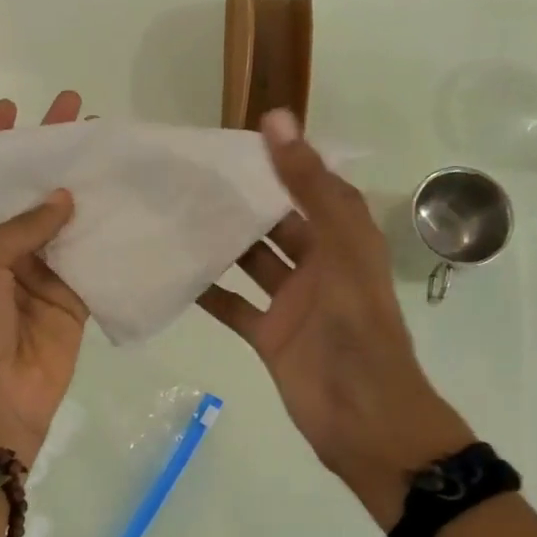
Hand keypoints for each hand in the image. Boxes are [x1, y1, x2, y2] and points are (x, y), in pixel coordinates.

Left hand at [0, 92, 87, 467]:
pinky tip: (129, 204)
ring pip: (66, 222)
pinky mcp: (73, 297)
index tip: (14, 108)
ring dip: (85, 190)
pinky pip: (92, 259)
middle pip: (31, 194)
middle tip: (79, 115)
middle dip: (51, 156)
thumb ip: (24, 227)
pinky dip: (108, 234)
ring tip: (110, 150)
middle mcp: (6, 250)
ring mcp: (42, 273)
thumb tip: (66, 197)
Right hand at [198, 110, 474, 524]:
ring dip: (221, 241)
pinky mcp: (268, 335)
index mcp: (344, 239)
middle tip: (190, 174)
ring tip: (175, 212)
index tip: (235, 138)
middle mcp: (318, 265)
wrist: (363, 418)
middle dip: (241, 200)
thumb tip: (276, 119)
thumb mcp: (339, 248)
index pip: (311, 186)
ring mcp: (292, 302)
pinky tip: (174, 270)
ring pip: (251, 261)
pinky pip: (233, 305)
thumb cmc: (357, 327)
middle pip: (276, 222)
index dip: (282, 160)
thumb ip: (309, 186)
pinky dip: (208, 290)